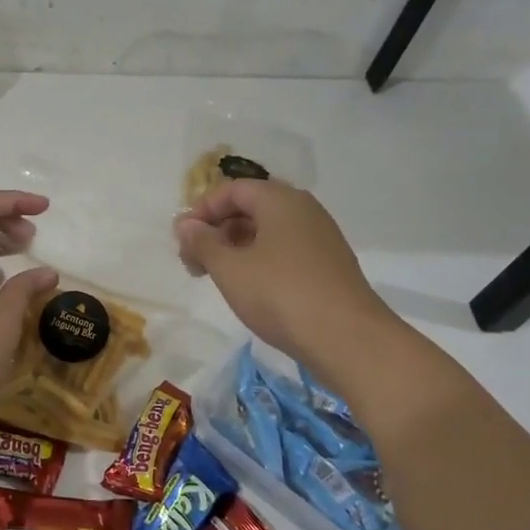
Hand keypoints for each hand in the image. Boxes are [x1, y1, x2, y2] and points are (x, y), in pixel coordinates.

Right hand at [175, 180, 395, 381]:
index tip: (182, 239)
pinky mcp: (328, 264)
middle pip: (250, 208)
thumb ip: (203, 242)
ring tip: (216, 277)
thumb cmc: (280, 294)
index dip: (202, 210)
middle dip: (217, 231)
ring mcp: (320, 237)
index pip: (232, 190)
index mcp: (280, 199)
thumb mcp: (229, 268)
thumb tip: (186, 224)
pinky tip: (249, 288)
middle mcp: (303, 210)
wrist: (348, 339)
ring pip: (267, 231)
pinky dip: (260, 261)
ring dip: (236, 248)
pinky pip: (285, 250)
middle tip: (193, 262)